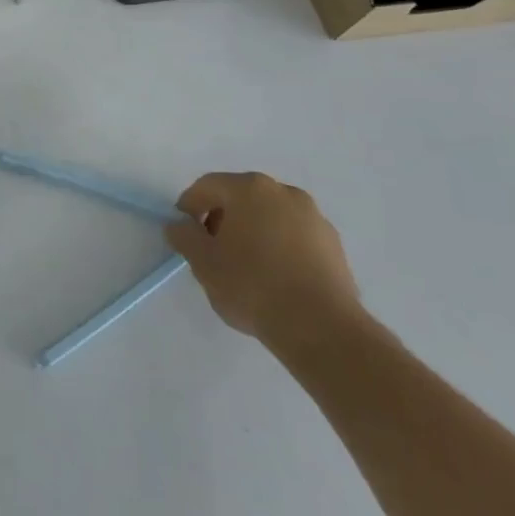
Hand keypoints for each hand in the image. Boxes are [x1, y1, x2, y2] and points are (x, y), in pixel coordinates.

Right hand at [166, 171, 361, 354]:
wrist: (322, 328)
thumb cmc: (253, 286)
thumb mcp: (203, 262)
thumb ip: (184, 236)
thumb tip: (179, 226)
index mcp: (249, 188)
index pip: (207, 186)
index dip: (189, 206)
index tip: (184, 233)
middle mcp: (284, 192)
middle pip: (241, 198)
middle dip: (222, 219)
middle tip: (212, 250)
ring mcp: (314, 218)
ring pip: (270, 217)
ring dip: (253, 233)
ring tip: (245, 268)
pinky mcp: (335, 246)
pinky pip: (295, 237)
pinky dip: (280, 248)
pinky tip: (275, 278)